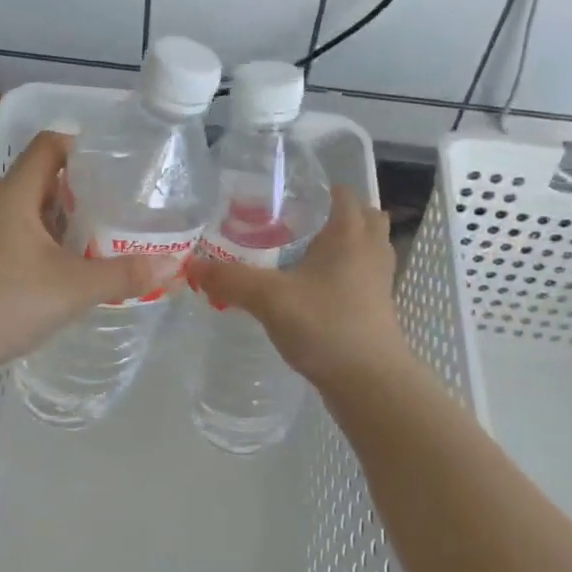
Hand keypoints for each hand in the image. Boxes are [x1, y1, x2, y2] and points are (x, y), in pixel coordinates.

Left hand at [0, 131, 176, 373]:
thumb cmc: (6, 304)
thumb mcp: (74, 289)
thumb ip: (124, 275)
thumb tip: (173, 265)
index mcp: (13, 196)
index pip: (48, 146)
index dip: (81, 147)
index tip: (113, 168)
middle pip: (38, 179)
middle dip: (78, 191)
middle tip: (114, 211)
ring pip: (23, 212)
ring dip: (57, 221)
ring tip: (91, 242)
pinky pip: (9, 237)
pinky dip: (36, 244)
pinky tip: (54, 274)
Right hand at [196, 185, 406, 386]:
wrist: (371, 383)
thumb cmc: (326, 326)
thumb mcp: (269, 299)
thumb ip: (231, 279)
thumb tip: (194, 265)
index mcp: (350, 233)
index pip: (342, 192)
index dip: (316, 188)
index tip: (283, 196)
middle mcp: (370, 249)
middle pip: (361, 216)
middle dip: (332, 215)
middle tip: (294, 223)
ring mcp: (378, 280)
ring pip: (363, 247)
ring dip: (340, 244)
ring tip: (301, 252)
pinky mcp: (376, 307)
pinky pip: (360, 276)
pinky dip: (341, 273)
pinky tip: (310, 289)